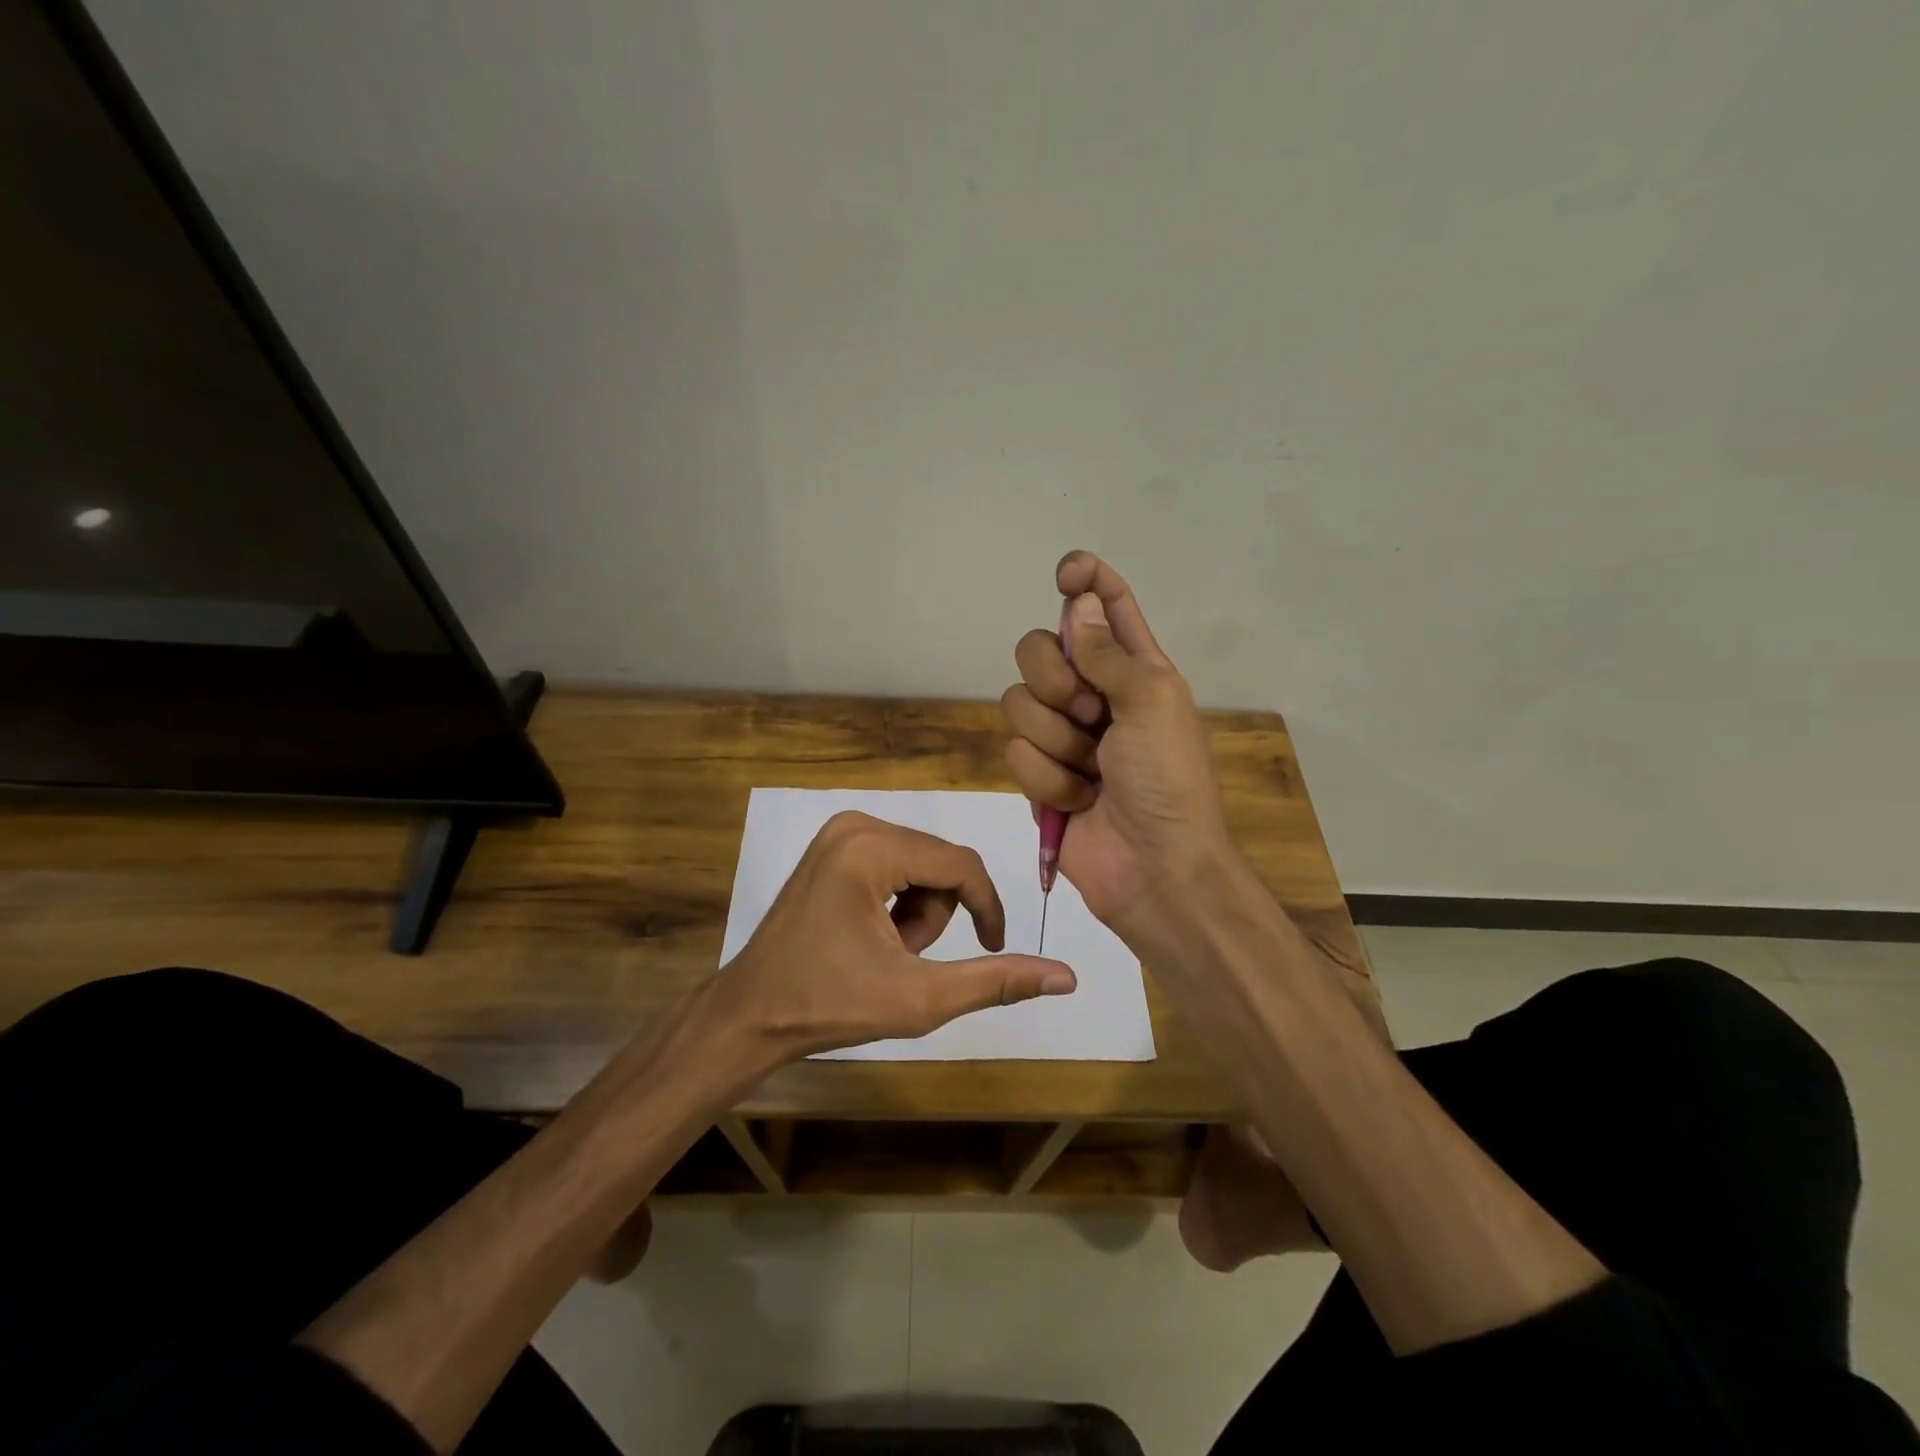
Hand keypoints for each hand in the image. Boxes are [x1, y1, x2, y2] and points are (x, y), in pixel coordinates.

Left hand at [715, 810, 1076, 1058]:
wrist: (750, 1015)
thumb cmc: (829, 1006)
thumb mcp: (920, 997)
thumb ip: (994, 981)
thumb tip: (1066, 976)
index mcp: (871, 847)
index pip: (961, 864)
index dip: (987, 907)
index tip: (994, 948)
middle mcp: (856, 823)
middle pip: (940, 863)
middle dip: (937, 916)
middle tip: (905, 960)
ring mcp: (840, 832)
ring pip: (921, 865)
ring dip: (919, 913)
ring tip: (885, 952)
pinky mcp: (833, 846)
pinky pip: (895, 864)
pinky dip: (897, 902)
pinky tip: (869, 936)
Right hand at [1000, 551, 1232, 943]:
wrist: (1154, 868)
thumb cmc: (1168, 781)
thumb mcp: (1152, 703)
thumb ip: (1108, 652)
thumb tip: (1079, 604)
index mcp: (1133, 668)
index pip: (1105, 605)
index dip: (1085, 579)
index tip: (1065, 574)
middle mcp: (1092, 693)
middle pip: (1038, 648)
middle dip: (1055, 680)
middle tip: (1089, 712)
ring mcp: (1061, 735)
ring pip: (1018, 703)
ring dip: (1057, 742)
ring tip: (1092, 773)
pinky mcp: (1038, 775)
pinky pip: (1015, 753)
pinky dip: (1048, 780)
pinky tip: (1078, 801)